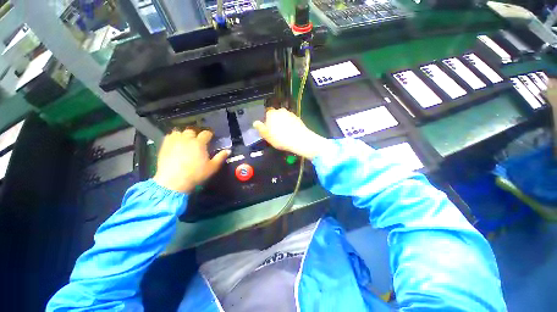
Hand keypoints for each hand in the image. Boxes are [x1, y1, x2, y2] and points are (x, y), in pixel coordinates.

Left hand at [153, 130, 229, 192]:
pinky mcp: (164, 146)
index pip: (206, 133)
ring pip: (179, 132)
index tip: (211, 137)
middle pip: (192, 131)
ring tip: (186, 140)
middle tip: (198, 140)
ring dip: (184, 135)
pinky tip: (175, 143)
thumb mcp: (212, 167)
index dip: (209, 134)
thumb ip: (221, 157)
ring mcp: (174, 141)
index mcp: (199, 143)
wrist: (173, 182)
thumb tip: (228, 150)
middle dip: (196, 134)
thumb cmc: (196, 174)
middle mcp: (187, 139)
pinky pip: (169, 136)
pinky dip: (174, 137)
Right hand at [253, 108, 327, 159]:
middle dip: (275, 122)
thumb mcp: (266, 135)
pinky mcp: (297, 118)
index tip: (269, 131)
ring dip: (283, 123)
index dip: (267, 123)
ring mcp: (290, 113)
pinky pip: (291, 121)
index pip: (267, 115)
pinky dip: (290, 125)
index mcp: (271, 113)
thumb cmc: (280, 138)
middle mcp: (281, 110)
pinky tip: (291, 133)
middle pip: (276, 116)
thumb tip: (255, 122)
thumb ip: (260, 128)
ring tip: (284, 134)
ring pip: (284, 118)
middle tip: (276, 133)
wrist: (299, 140)